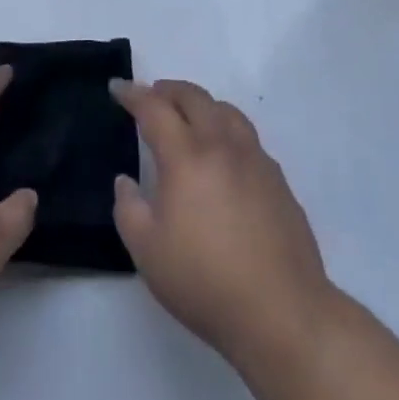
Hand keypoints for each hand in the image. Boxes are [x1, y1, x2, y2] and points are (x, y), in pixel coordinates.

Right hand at [111, 79, 334, 369]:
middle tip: (152, 96)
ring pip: (226, 111)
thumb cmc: (204, 282)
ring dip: (202, 104)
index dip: (133, 95)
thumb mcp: (147, 252)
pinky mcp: (278, 180)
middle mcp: (222, 146)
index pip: (155, 109)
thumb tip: (126, 181)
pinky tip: (223, 155)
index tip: (117, 88)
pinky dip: (226, 129)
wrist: (281, 311)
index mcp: (187, 157)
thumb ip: (129, 209)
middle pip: (195, 98)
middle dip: (168, 90)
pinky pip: (247, 137)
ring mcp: (255, 160)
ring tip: (189, 117)